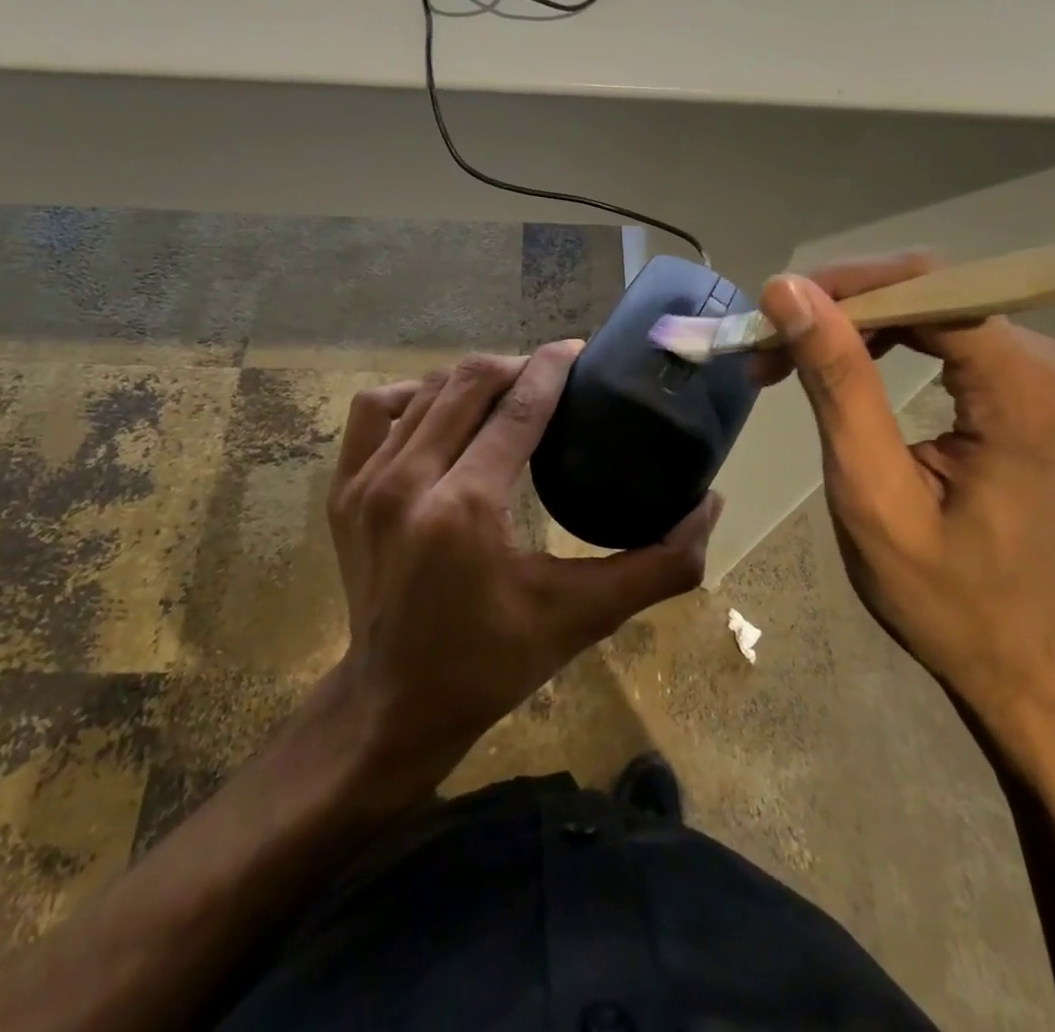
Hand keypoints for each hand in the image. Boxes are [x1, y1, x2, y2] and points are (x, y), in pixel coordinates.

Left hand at [325, 342, 720, 788]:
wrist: (395, 704)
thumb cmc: (493, 662)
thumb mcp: (584, 617)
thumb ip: (658, 565)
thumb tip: (711, 506)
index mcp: (466, 509)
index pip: (517, 406)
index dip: (552, 367)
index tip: (578, 350)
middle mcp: (408, 482)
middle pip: (469, 383)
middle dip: (517, 366)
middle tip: (552, 375)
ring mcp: (366, 484)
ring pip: (424, 390)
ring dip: (470, 379)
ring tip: (505, 391)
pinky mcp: (342, 491)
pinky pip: (375, 412)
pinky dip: (411, 396)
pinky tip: (439, 410)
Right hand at [757, 258, 1054, 737]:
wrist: (1028, 665)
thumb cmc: (945, 597)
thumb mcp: (872, 493)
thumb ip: (838, 383)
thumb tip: (790, 291)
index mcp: (1031, 395)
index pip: (930, 290)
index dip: (845, 288)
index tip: (773, 313)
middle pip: (936, 292)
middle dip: (844, 308)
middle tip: (771, 347)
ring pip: (941, 307)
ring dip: (860, 325)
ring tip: (793, 359)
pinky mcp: (1046, 390)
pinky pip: (958, 335)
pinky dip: (893, 341)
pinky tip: (849, 365)